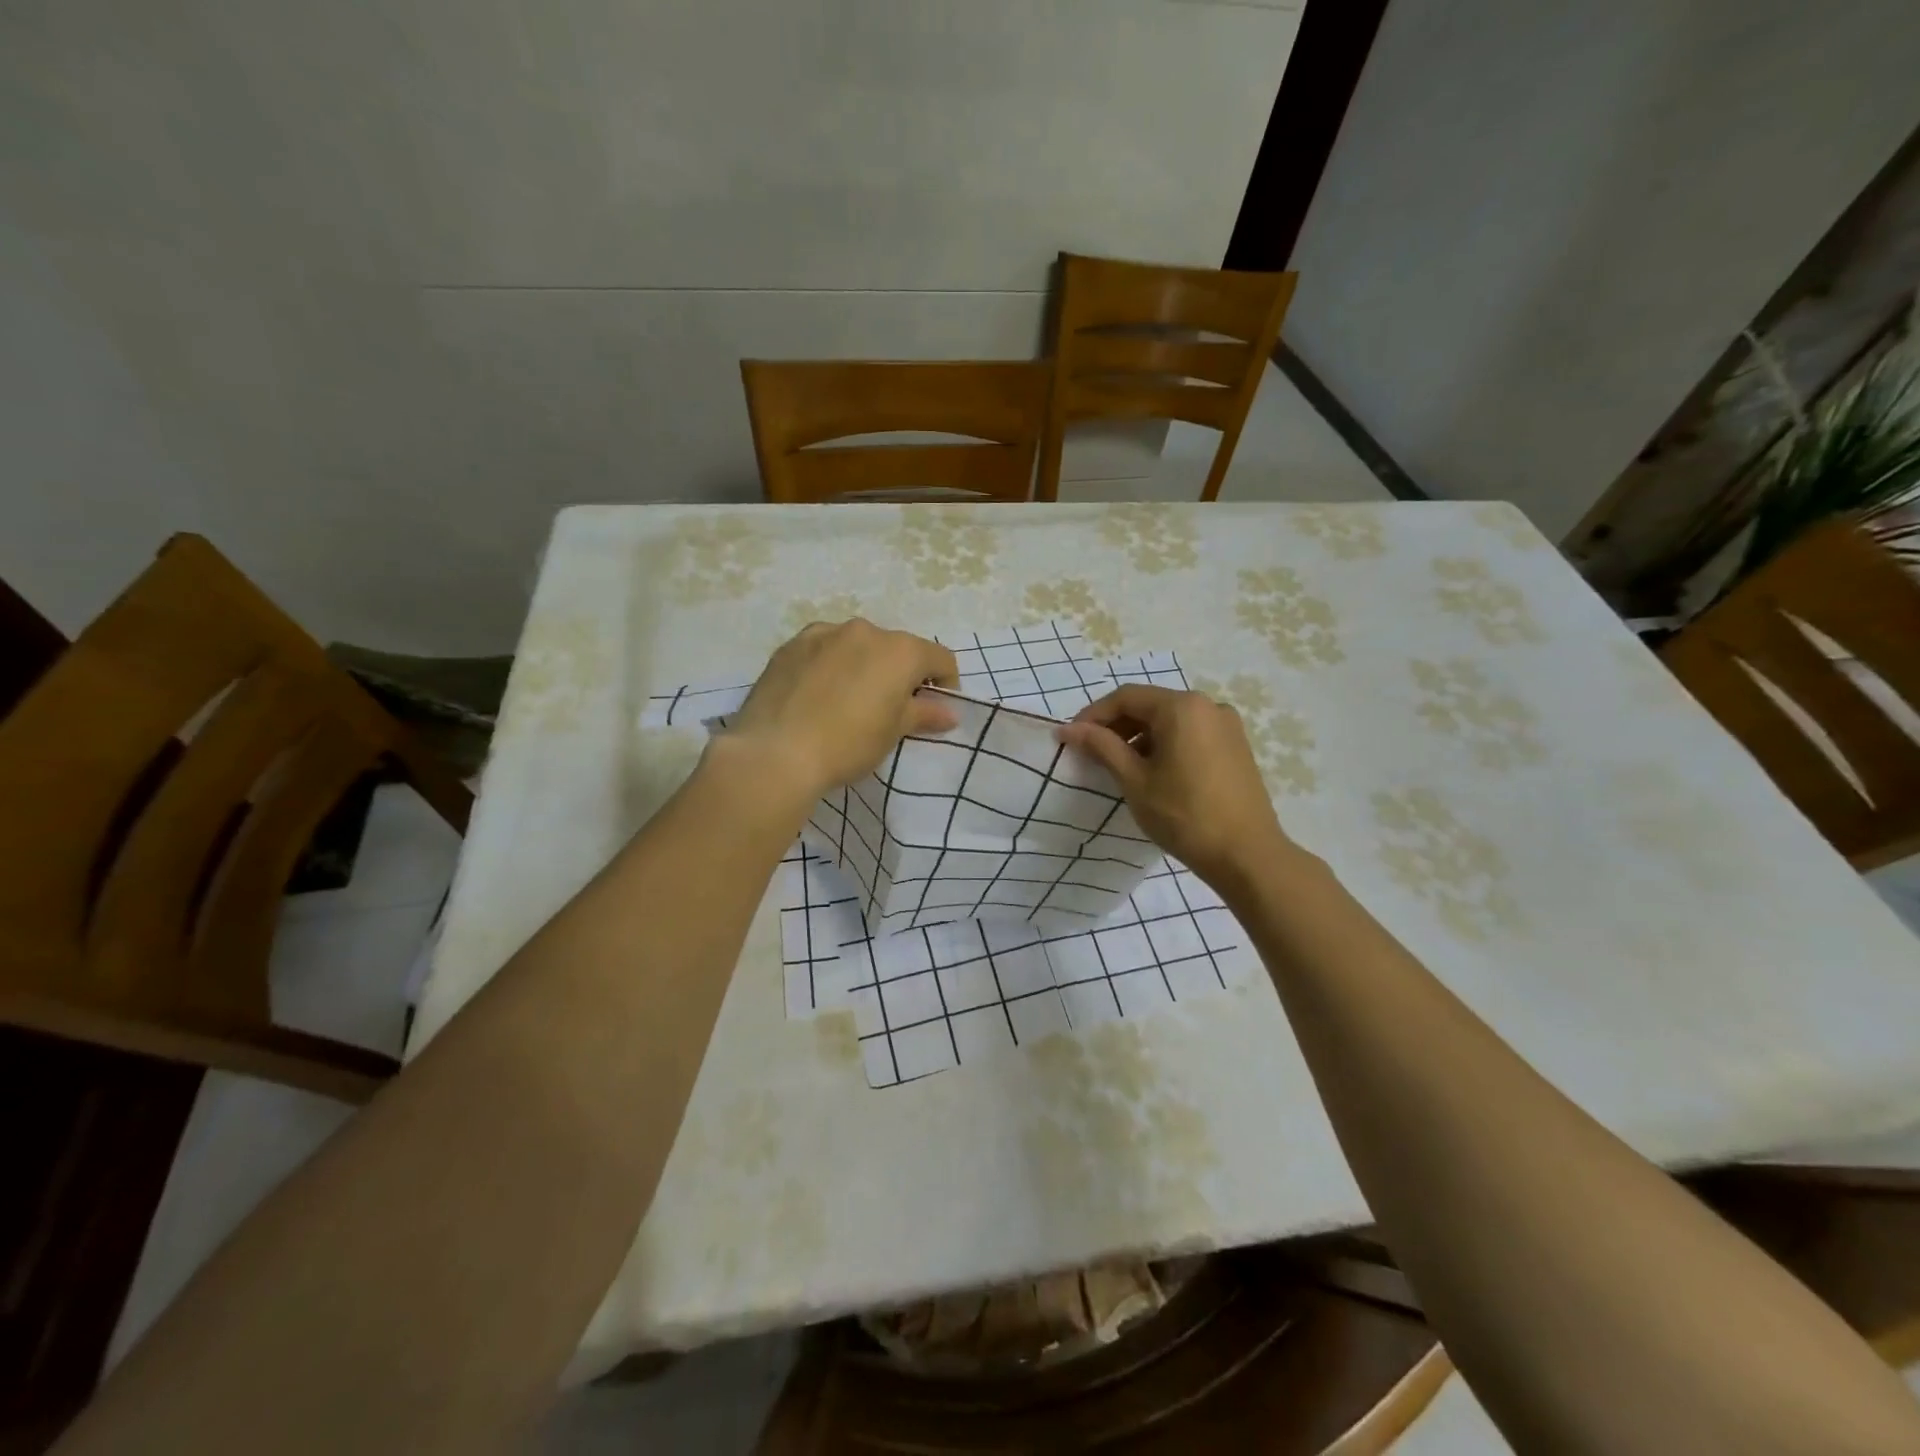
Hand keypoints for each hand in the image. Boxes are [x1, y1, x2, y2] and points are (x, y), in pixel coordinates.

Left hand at [726, 619, 959, 799]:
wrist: (775, 752)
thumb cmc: (848, 743)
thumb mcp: (893, 732)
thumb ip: (924, 714)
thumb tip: (949, 711)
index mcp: (899, 650)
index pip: (939, 657)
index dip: (945, 684)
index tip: (934, 710)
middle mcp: (864, 630)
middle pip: (897, 648)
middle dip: (901, 674)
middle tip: (889, 709)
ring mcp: (823, 633)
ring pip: (857, 646)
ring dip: (864, 666)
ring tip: (848, 702)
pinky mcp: (790, 645)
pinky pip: (823, 650)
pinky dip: (830, 666)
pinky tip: (817, 696)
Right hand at [1056, 685, 1289, 884]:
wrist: (1246, 855)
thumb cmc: (1184, 815)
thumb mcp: (1134, 780)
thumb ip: (1101, 747)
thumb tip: (1068, 729)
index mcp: (1182, 707)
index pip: (1126, 697)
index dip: (1093, 715)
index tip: (1071, 738)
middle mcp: (1208, 705)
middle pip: (1150, 705)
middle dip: (1117, 726)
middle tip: (1091, 753)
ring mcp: (1227, 725)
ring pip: (1171, 720)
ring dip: (1140, 736)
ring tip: (1120, 766)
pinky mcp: (1236, 746)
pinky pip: (1191, 733)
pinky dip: (1165, 744)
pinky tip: (1154, 772)